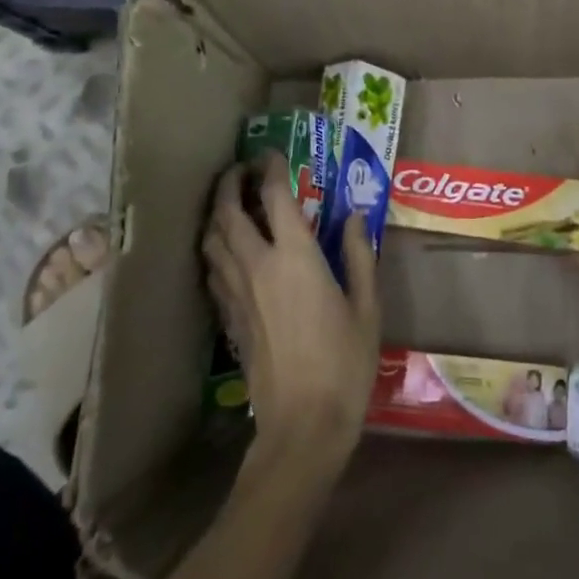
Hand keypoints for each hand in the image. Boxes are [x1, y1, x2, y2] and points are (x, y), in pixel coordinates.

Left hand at [203, 154, 380, 475]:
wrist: (303, 424)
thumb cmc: (345, 363)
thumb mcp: (367, 307)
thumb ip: (358, 256)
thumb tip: (354, 217)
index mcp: (295, 258)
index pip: (275, 197)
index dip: (271, 169)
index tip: (273, 154)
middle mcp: (258, 266)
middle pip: (228, 212)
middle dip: (230, 183)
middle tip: (241, 169)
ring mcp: (236, 293)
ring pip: (211, 240)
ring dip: (216, 213)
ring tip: (229, 203)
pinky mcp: (228, 318)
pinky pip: (212, 270)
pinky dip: (215, 248)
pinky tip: (227, 251)